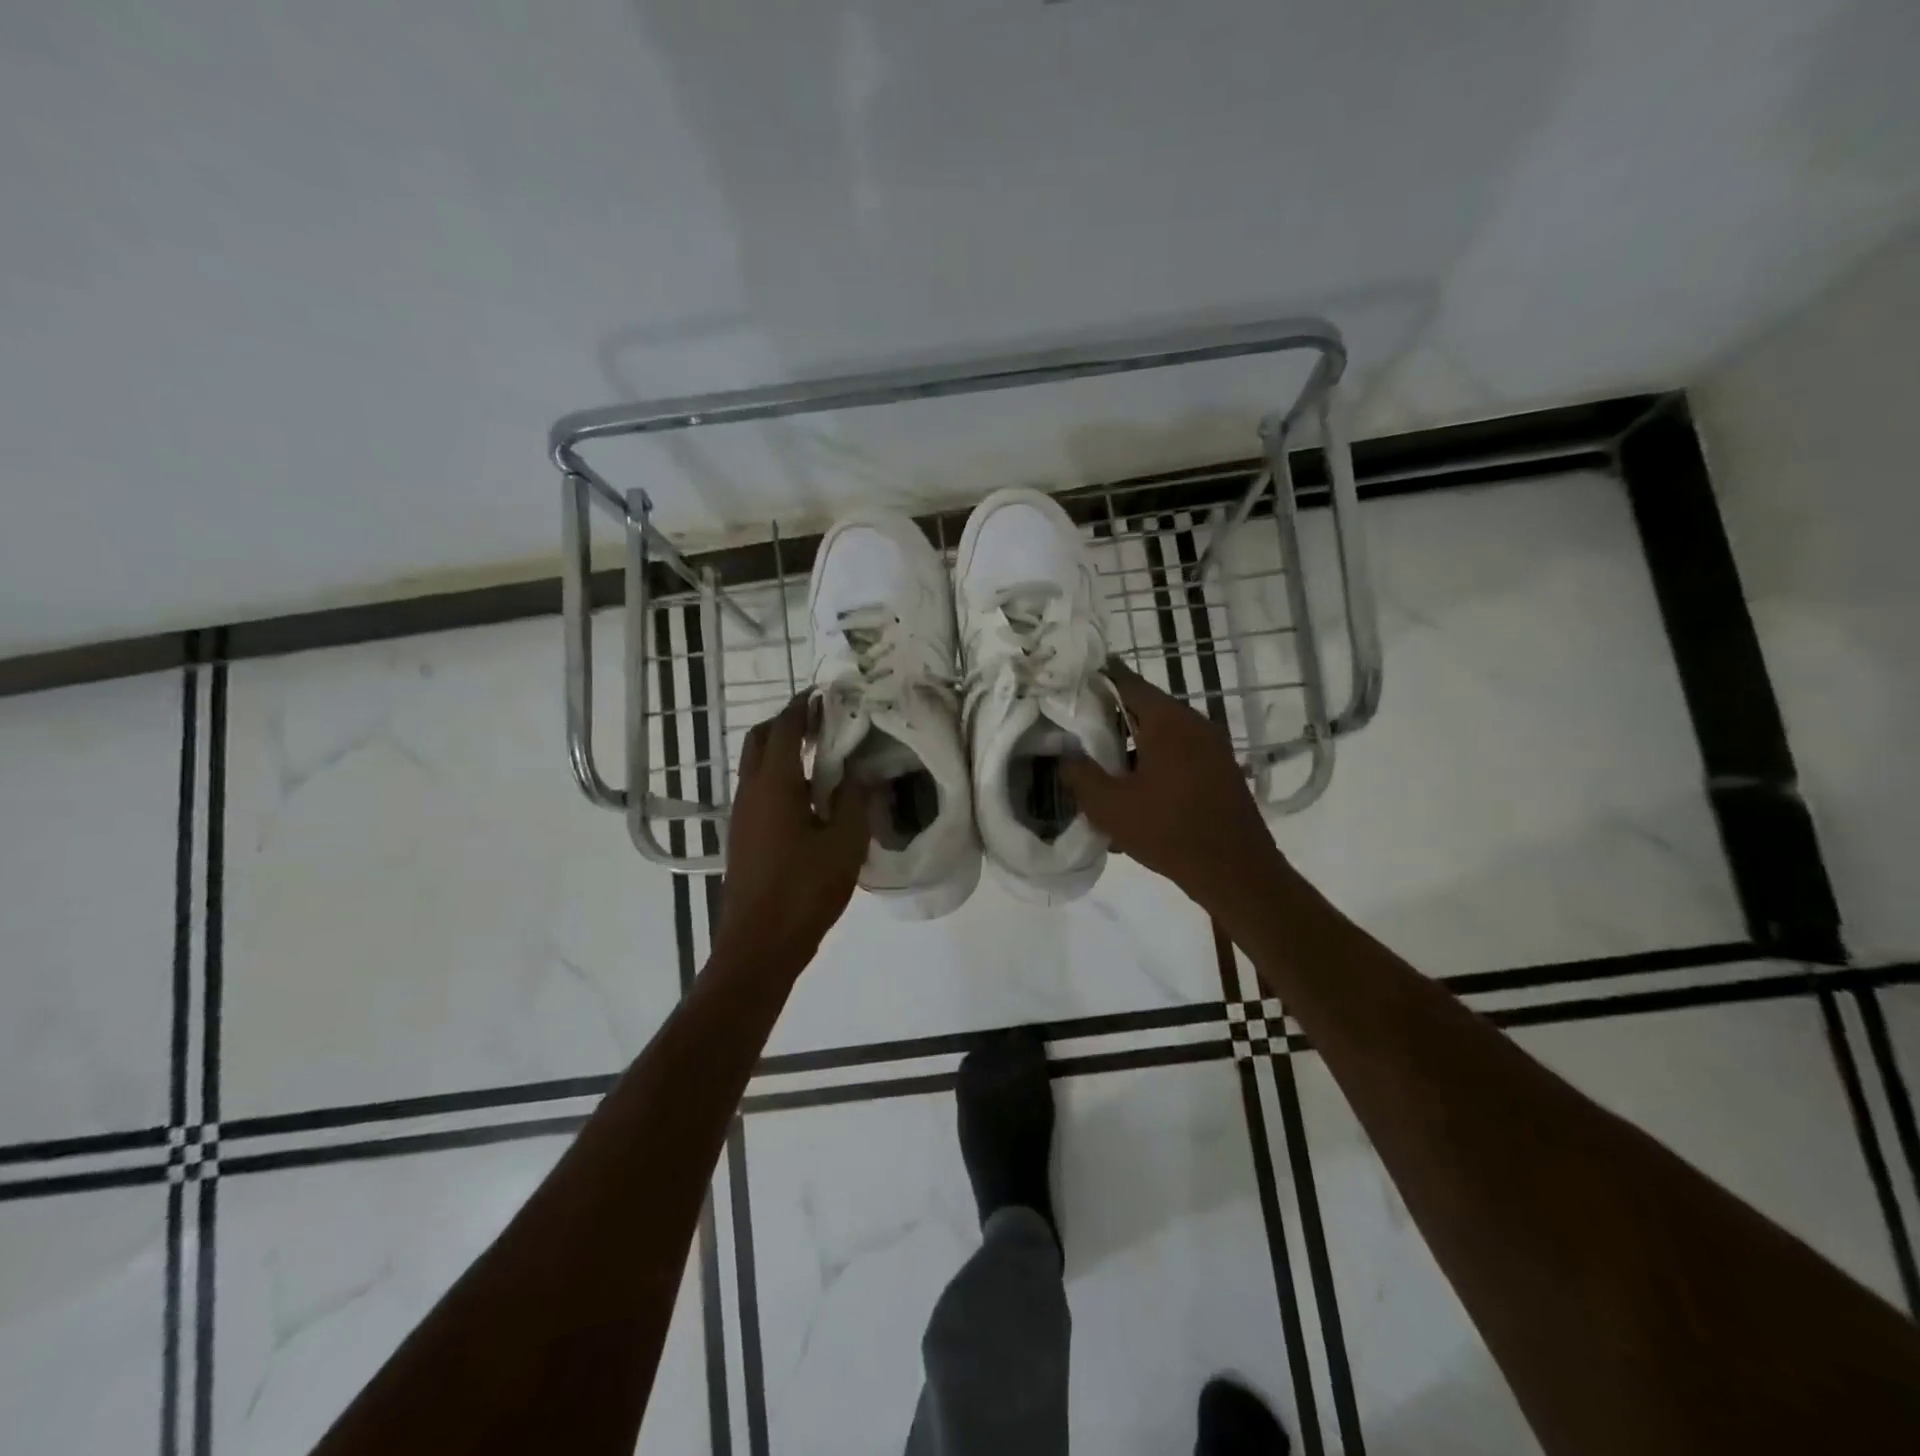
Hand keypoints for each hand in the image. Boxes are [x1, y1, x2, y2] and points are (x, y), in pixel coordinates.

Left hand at [713, 693, 868, 972]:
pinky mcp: (742, 836)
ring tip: (821, 754)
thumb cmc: (804, 890)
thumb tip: (861, 772)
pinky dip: (779, 776)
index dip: (803, 706)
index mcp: (774, 785)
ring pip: (756, 765)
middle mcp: (750, 791)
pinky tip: (808, 796)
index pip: (784, 728)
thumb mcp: (844, 844)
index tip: (825, 694)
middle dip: (786, 722)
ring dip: (781, 749)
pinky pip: (758, 790)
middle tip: (822, 720)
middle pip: (760, 739)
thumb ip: (854, 801)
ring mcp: (741, 815)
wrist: (759, 944)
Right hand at [1060, 660, 1287, 924]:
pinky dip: (1154, 767)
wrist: (1236, 872)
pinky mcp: (1220, 771)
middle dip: (1109, 720)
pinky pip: (1178, 757)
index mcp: (1168, 720)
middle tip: (1077, 733)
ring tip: (1103, 775)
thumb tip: (1065, 756)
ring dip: (1132, 749)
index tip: (1069, 685)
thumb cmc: (1168, 831)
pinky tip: (1135, 799)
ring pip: (1161, 736)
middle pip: (1143, 709)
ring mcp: (1213, 748)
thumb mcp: (1109, 806)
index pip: (1126, 681)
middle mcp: (1194, 723)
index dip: (1095, 680)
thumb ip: (1080, 774)